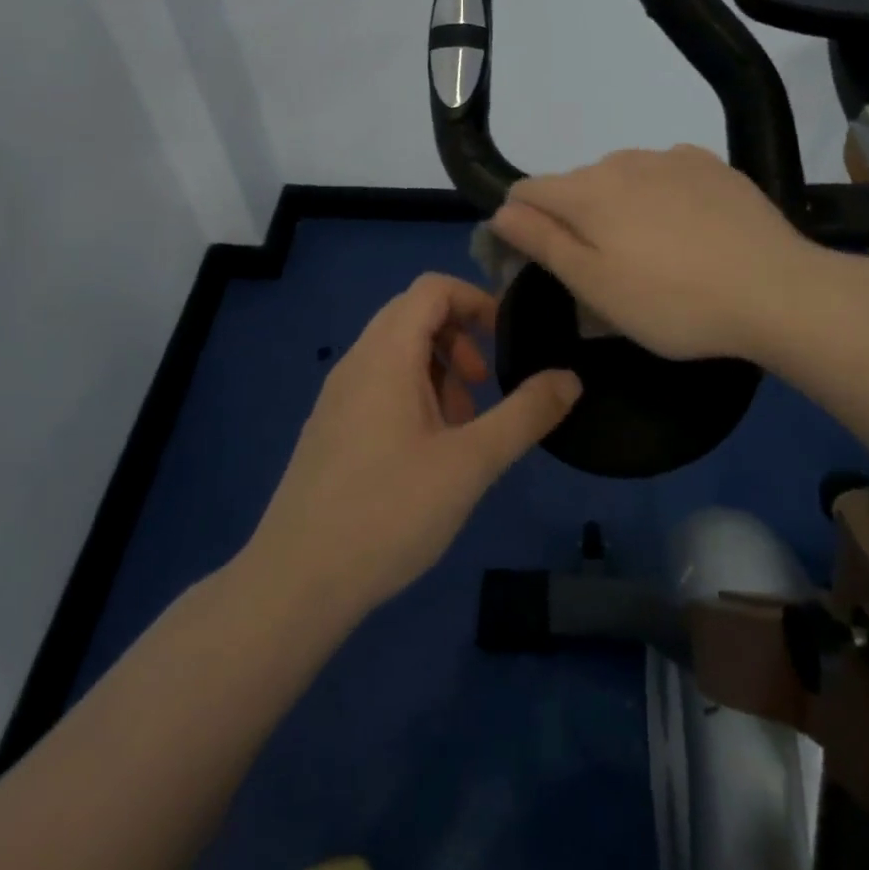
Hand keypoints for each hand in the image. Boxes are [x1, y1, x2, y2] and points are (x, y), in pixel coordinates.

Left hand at [248, 273, 581, 617]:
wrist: (297, 581)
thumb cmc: (388, 512)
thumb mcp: (470, 463)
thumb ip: (525, 415)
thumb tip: (571, 378)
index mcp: (386, 355)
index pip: (431, 288)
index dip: (475, 299)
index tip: (506, 338)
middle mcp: (356, 362)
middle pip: (414, 315)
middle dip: (460, 340)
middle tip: (484, 388)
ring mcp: (338, 396)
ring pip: (397, 353)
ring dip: (438, 370)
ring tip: (461, 428)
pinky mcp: (331, 427)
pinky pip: (379, 384)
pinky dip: (414, 395)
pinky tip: (427, 453)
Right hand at [491, 144, 825, 361]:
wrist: (777, 290)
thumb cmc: (674, 302)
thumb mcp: (595, 287)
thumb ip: (543, 242)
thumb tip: (501, 211)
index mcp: (586, 192)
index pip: (526, 191)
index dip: (520, 224)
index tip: (539, 263)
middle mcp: (621, 160)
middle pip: (574, 185)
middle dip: (573, 219)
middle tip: (602, 272)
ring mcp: (670, 157)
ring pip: (620, 177)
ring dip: (617, 207)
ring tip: (650, 253)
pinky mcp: (711, 164)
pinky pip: (664, 173)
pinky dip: (659, 196)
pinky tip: (687, 230)